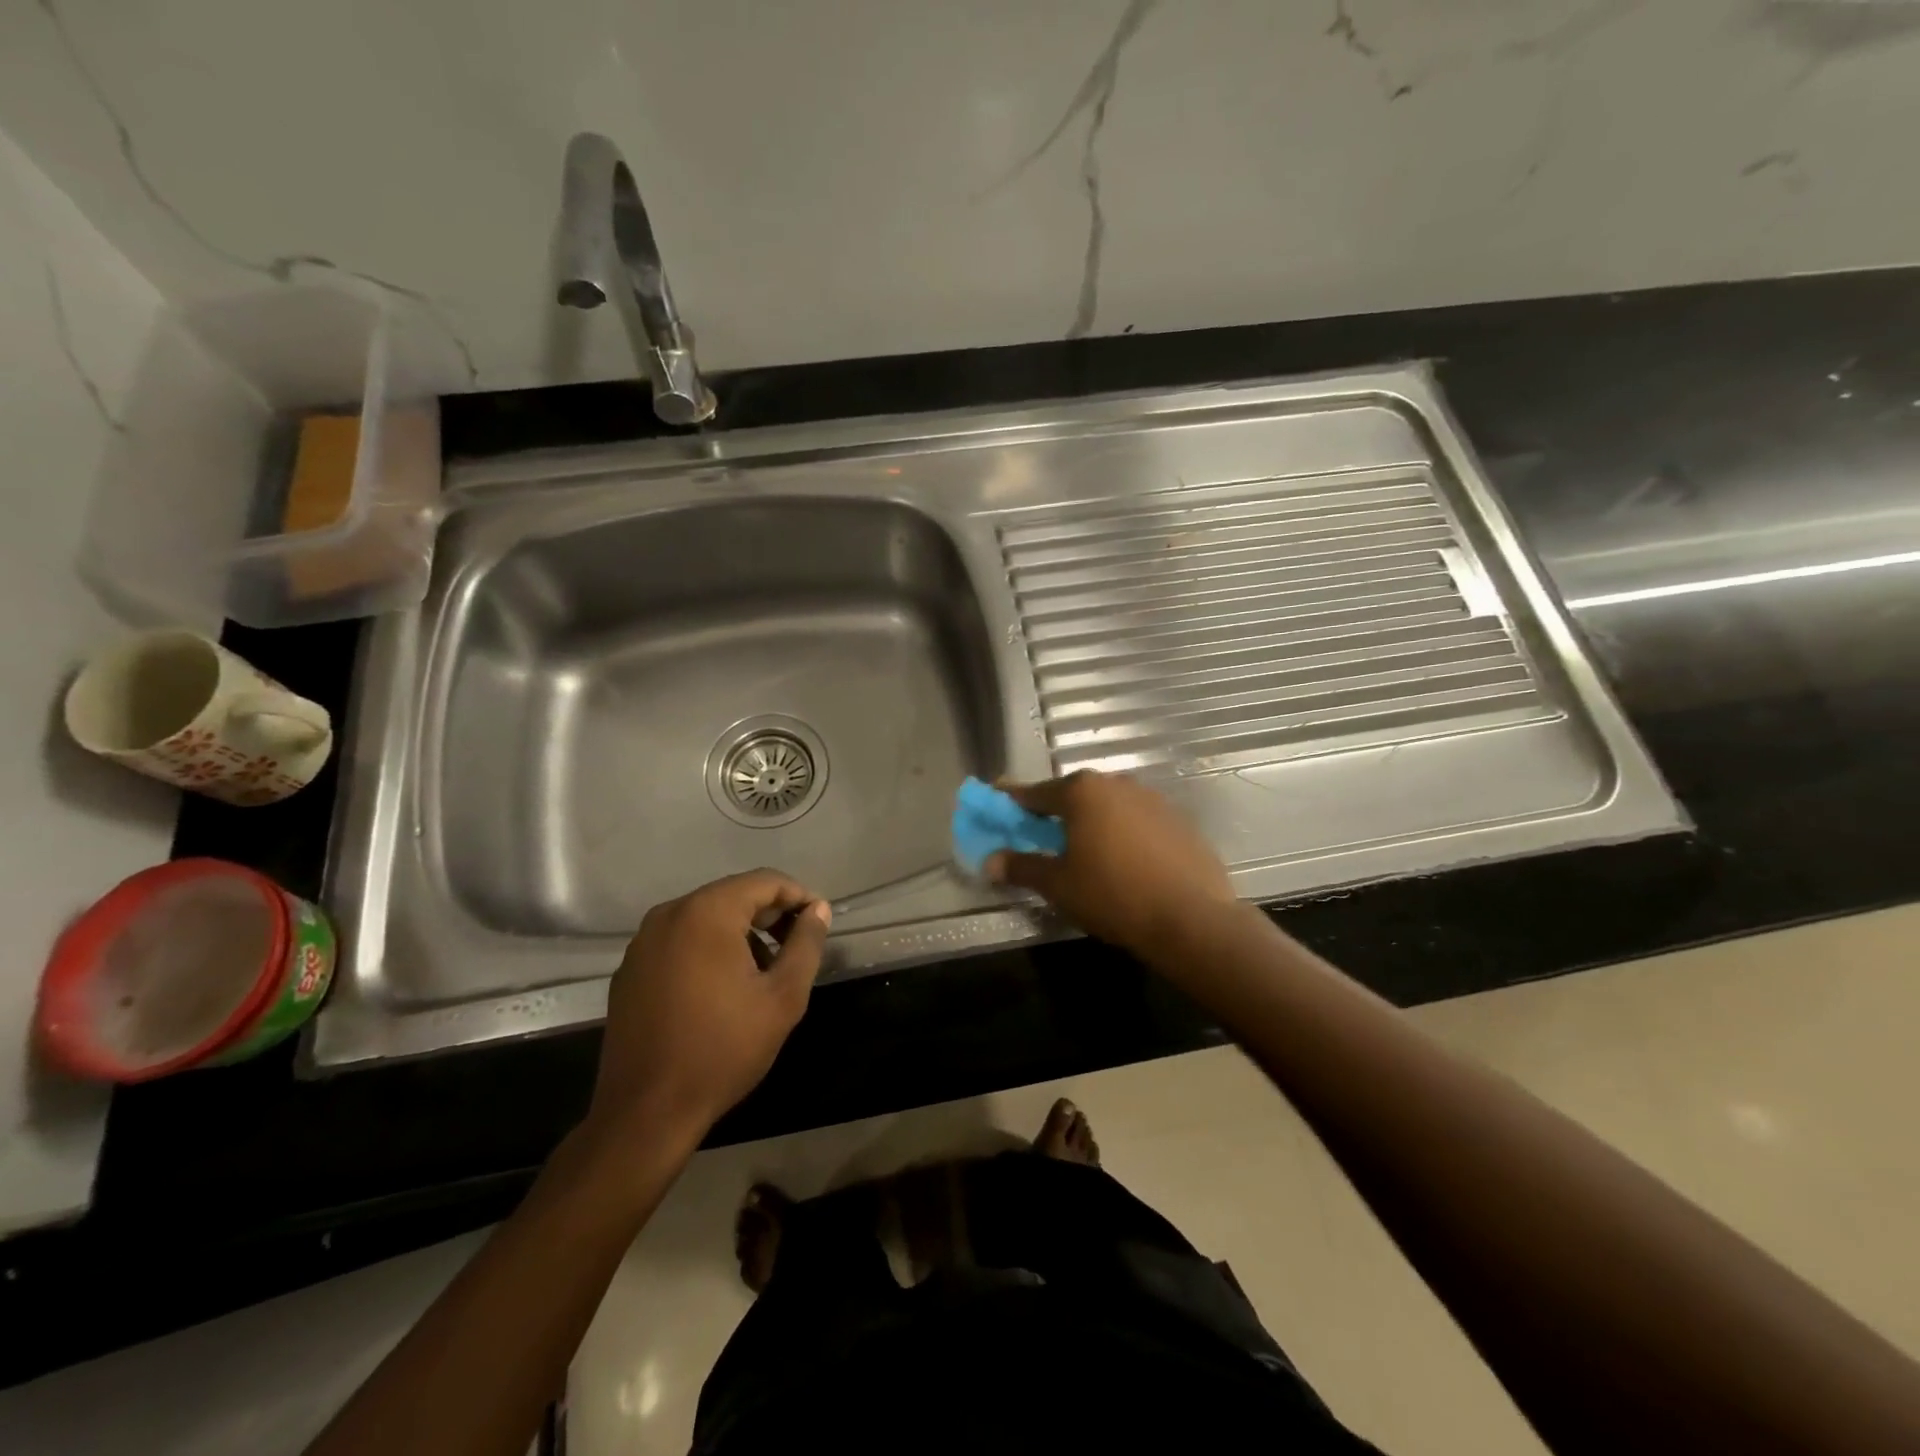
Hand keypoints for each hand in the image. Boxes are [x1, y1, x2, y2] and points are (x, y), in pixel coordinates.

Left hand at [588, 871, 830, 1141]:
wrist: (647, 1111)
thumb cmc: (723, 1049)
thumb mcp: (783, 997)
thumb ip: (806, 944)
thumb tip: (818, 910)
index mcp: (707, 912)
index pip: (764, 881)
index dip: (798, 896)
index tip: (818, 923)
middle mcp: (670, 914)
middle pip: (733, 895)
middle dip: (769, 914)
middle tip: (796, 947)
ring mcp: (643, 941)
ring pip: (706, 917)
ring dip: (740, 932)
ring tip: (763, 970)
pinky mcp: (631, 968)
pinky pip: (680, 940)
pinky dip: (708, 948)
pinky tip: (722, 987)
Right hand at [986, 771, 1235, 957]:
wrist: (1191, 918)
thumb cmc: (1113, 895)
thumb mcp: (1058, 885)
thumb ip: (1022, 867)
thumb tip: (990, 862)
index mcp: (1081, 792)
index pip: (1034, 793)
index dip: (1012, 802)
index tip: (996, 803)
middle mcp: (1116, 784)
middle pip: (1073, 795)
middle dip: (1054, 813)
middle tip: (1040, 836)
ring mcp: (1152, 799)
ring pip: (1107, 806)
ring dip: (1091, 822)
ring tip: (1084, 852)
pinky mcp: (1178, 819)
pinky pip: (1137, 820)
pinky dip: (1122, 833)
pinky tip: (1124, 862)